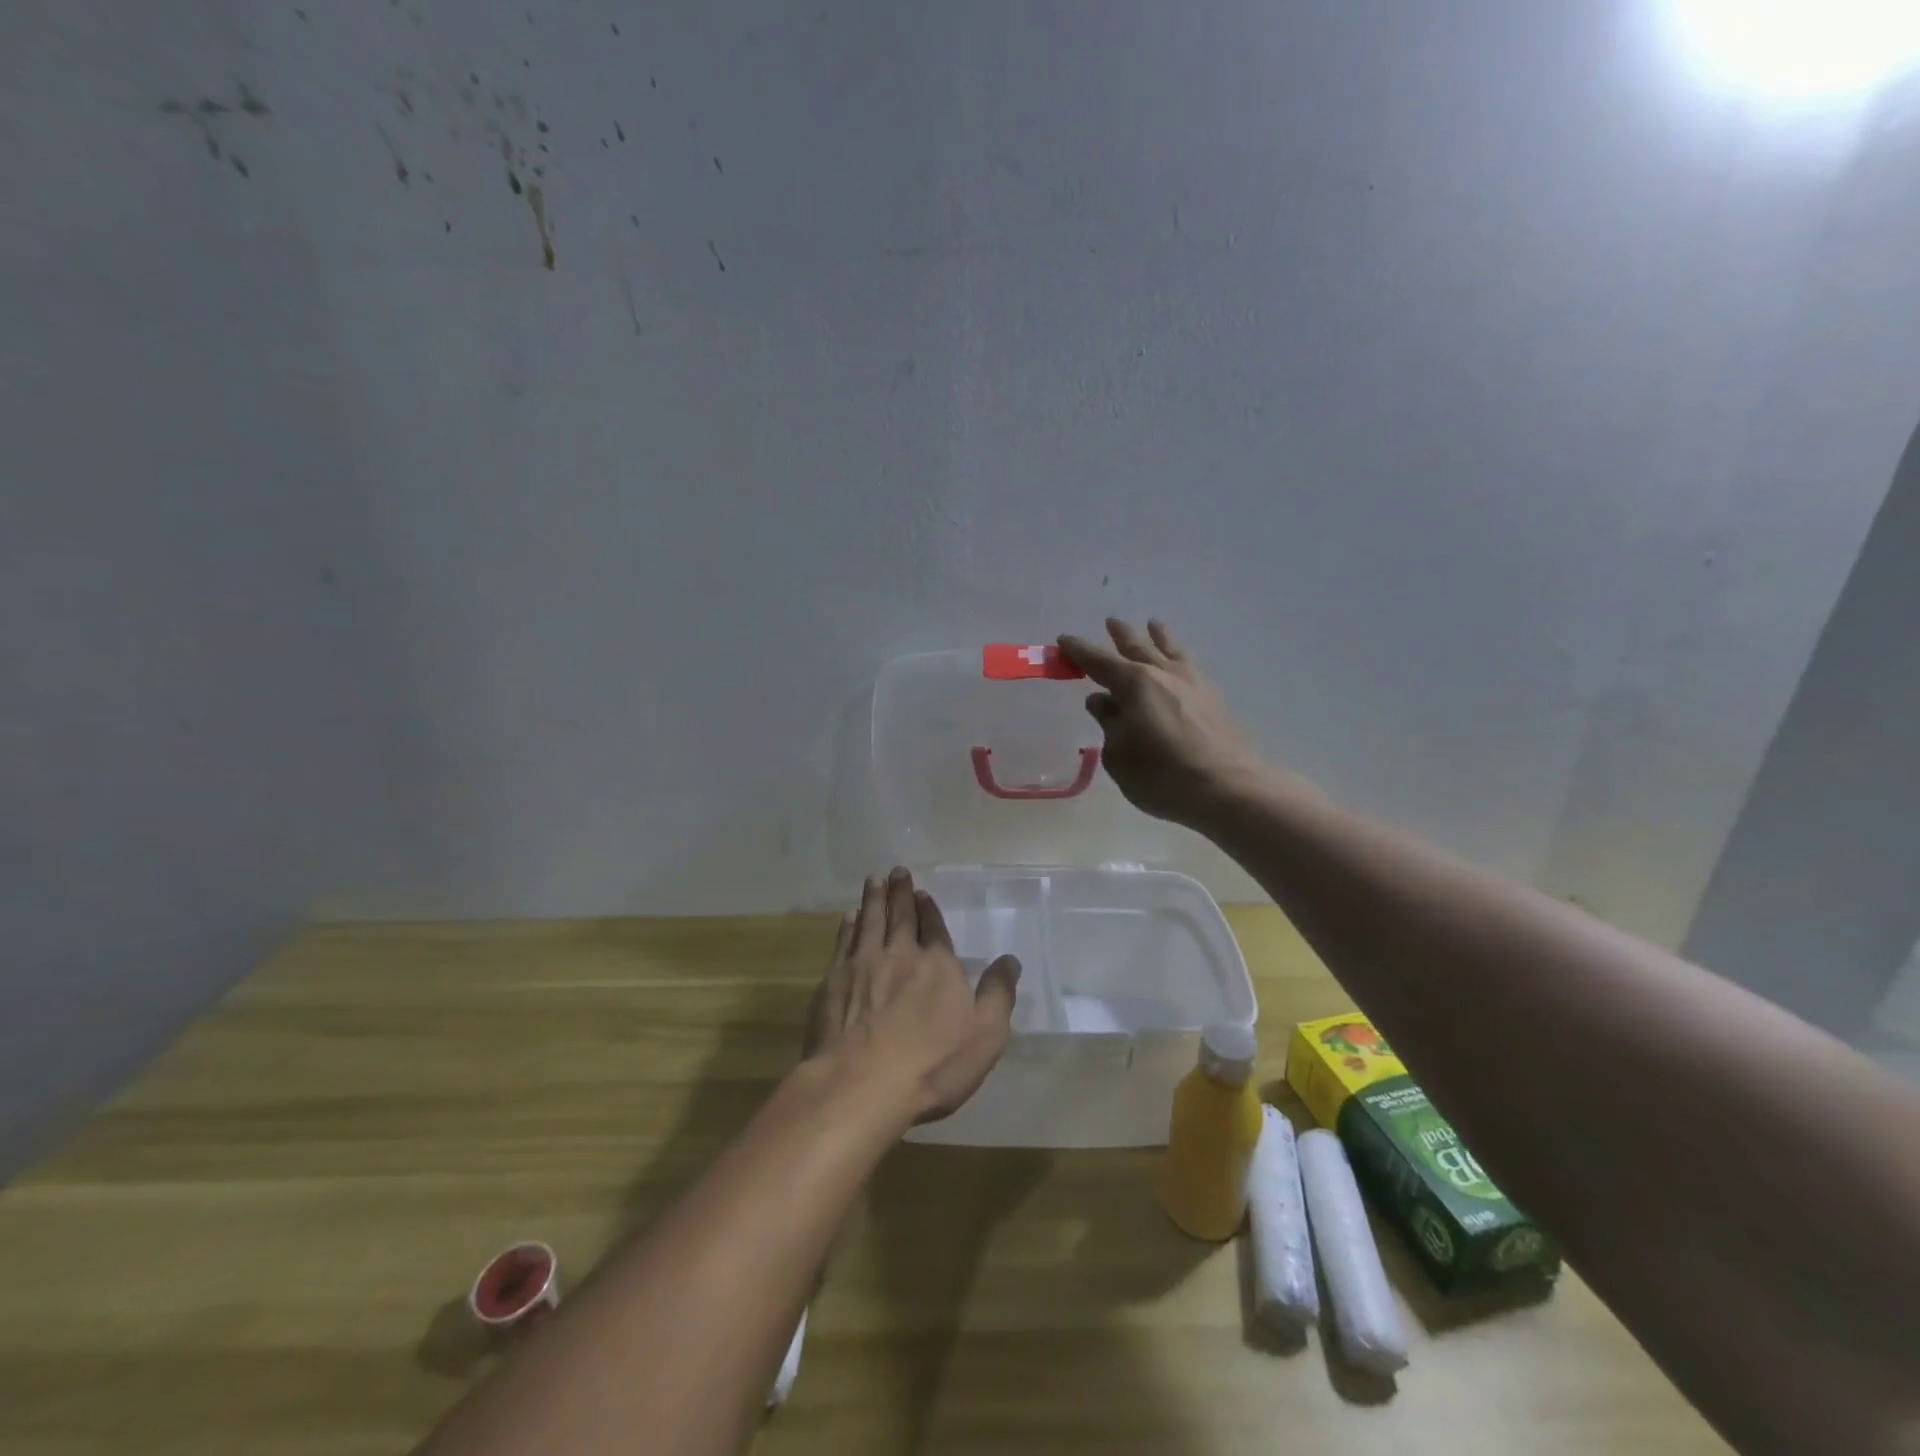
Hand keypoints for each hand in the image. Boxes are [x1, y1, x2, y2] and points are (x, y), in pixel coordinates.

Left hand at [805, 868, 1020, 1124]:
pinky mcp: (833, 981)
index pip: (934, 928)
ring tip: (874, 880)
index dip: (929, 909)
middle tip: (897, 871)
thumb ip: (997, 995)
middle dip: (901, 892)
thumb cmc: (932, 1065)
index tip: (922, 892)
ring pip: (870, 921)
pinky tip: (849, 918)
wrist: (861, 1086)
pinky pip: (843, 942)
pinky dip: (848, 926)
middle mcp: (899, 955)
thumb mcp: (984, 1037)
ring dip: (873, 899)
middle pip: (900, 916)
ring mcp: (862, 965)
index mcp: (937, 966)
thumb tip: (1010, 961)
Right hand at [1059, 618, 1265, 828]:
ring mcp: (1193, 683)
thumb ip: (1109, 724)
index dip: (1079, 651)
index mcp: (1134, 684)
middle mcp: (1163, 674)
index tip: (1064, 640)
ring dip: (1157, 636)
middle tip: (1111, 622)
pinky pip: (1189, 665)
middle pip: (1137, 647)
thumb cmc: (1162, 775)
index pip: (1099, 661)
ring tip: (1153, 624)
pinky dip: (1178, 655)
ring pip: (1170, 650)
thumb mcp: (1119, 755)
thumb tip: (1102, 701)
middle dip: (1121, 635)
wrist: (1228, 789)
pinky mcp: (1214, 698)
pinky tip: (1180, 661)